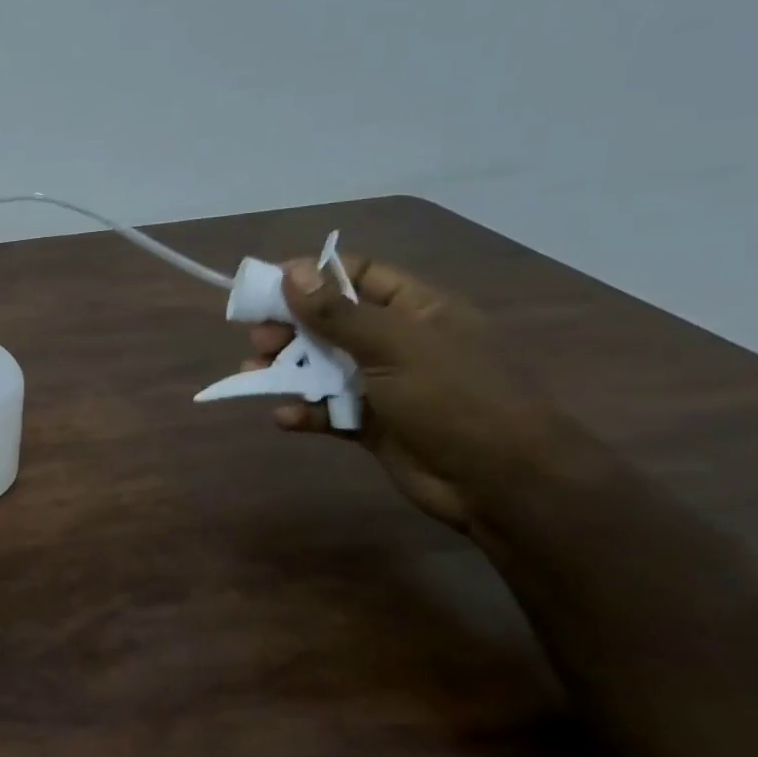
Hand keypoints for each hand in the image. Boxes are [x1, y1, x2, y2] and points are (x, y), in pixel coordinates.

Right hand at [243, 254, 586, 534]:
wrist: (503, 484)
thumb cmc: (454, 399)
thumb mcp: (394, 346)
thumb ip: (338, 313)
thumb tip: (293, 272)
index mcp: (416, 310)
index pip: (358, 275)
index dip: (313, 276)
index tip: (268, 285)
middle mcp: (397, 342)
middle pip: (330, 321)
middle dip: (289, 326)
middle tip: (258, 338)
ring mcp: (384, 384)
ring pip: (321, 365)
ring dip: (285, 368)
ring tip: (253, 372)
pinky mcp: (371, 424)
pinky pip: (327, 409)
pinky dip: (304, 411)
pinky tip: (285, 417)